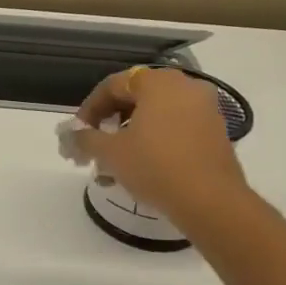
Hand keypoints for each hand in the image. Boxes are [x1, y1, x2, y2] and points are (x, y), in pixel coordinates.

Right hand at [74, 67, 252, 233]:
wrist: (211, 202)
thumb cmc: (155, 166)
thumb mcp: (110, 152)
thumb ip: (84, 139)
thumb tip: (71, 136)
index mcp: (159, 83)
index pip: (112, 85)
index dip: (88, 109)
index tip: (76, 133)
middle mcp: (185, 87)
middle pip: (135, 99)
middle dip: (108, 125)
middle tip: (92, 149)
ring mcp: (205, 110)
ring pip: (154, 117)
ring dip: (127, 138)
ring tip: (110, 168)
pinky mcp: (214, 134)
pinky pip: (174, 130)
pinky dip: (152, 144)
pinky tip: (136, 171)